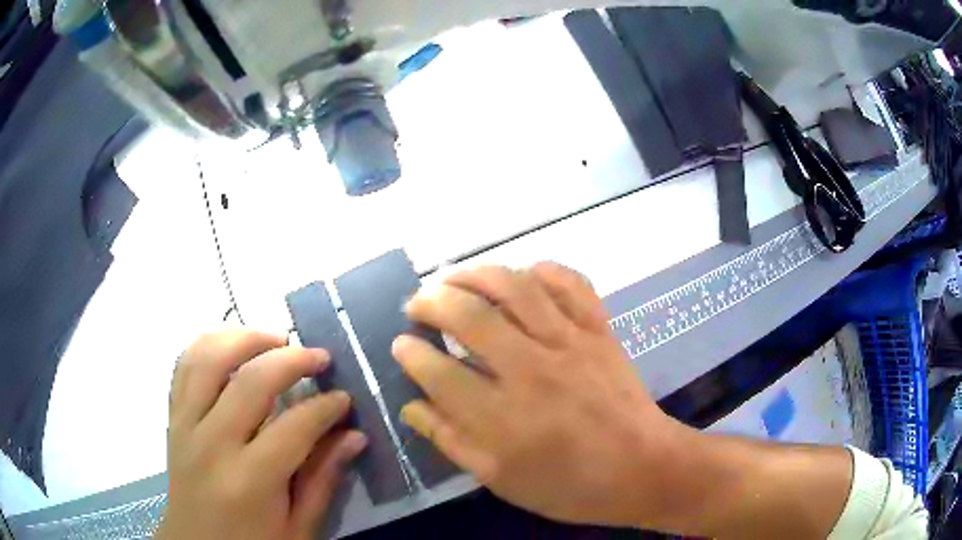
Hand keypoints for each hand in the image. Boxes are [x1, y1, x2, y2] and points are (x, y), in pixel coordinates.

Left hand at [157, 331, 366, 539]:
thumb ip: (323, 480)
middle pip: (250, 380)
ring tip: (275, 339)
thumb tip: (354, 436)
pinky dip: (208, 344)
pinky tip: (232, 346)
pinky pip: (184, 365)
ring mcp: (185, 424)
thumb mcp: (298, 528)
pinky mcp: (173, 417)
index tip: (344, 398)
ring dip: (245, 337)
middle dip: (292, 359)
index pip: (294, 427)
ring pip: (208, 358)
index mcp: (250, 480)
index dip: (326, 407)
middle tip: (319, 357)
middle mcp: (212, 443)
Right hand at [393, 263, 685, 526]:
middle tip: (416, 304)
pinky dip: (543, 270)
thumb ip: (451, 441)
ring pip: (515, 288)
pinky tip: (522, 276)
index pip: (439, 372)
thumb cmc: (568, 485)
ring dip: (475, 275)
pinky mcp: (599, 330)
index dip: (411, 353)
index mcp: (503, 418)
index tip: (400, 344)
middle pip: (470, 316)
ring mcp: (570, 342)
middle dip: (431, 301)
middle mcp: (532, 370)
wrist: (642, 468)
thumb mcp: (500, 479)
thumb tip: (411, 406)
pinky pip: (570, 283)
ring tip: (453, 279)